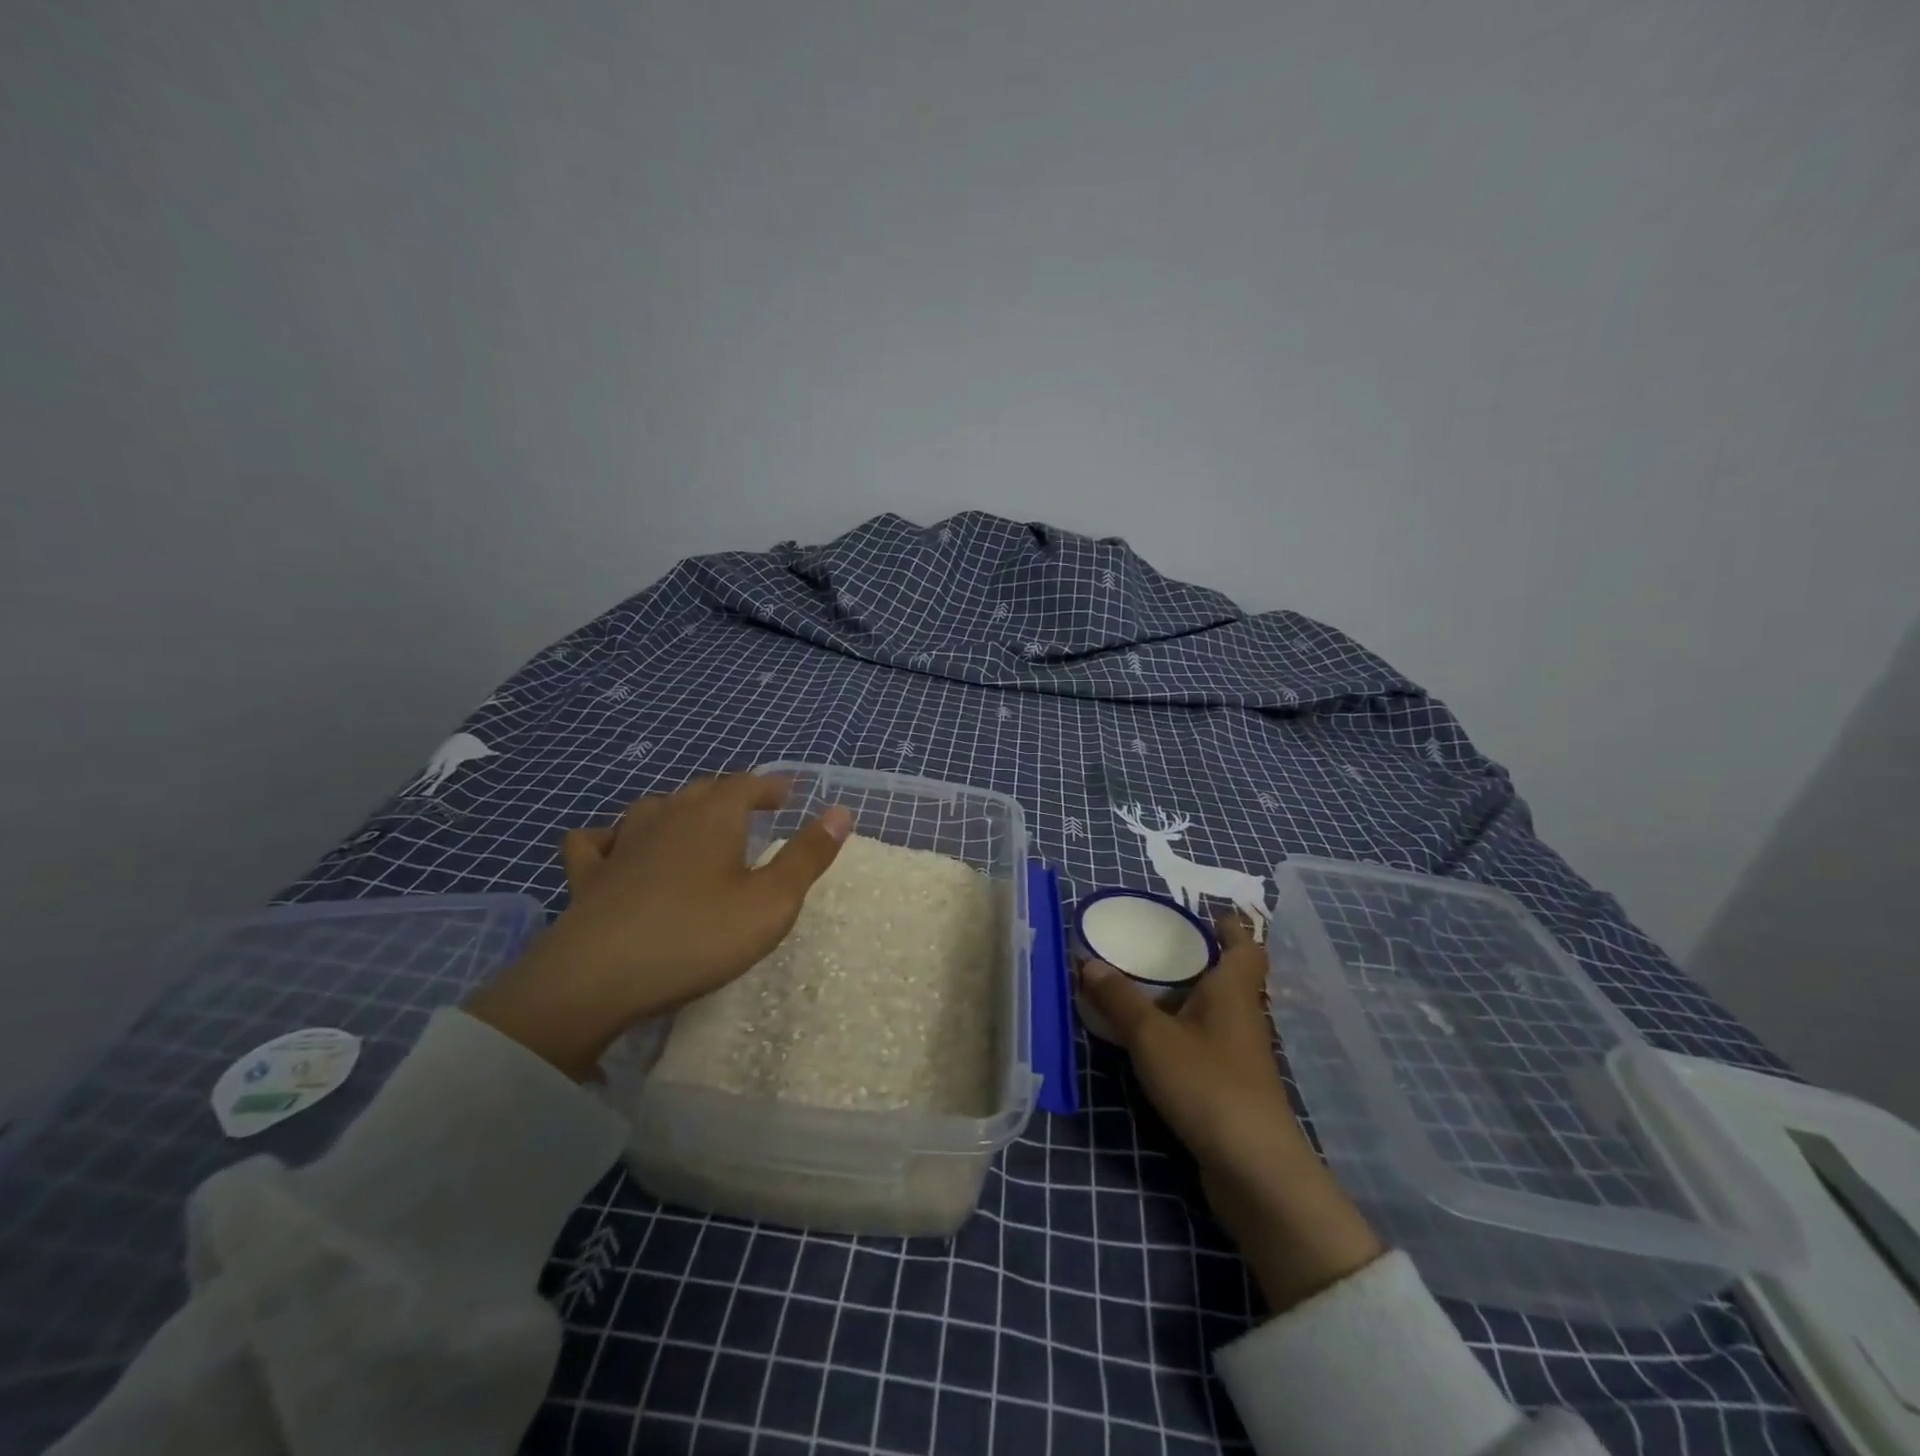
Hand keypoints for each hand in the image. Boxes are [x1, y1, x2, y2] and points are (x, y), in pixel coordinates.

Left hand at [466, 774, 852, 1079]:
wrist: (597, 979)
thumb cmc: (697, 937)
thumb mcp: (771, 902)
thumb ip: (807, 856)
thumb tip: (841, 811)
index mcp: (713, 817)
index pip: (747, 784)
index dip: (770, 785)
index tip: (788, 793)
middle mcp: (667, 817)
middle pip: (702, 790)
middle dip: (730, 794)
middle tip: (750, 807)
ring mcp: (621, 844)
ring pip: (652, 808)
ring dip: (678, 808)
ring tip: (692, 823)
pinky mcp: (588, 877)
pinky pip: (594, 842)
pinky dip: (610, 837)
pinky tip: (615, 848)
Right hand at [1077, 915, 1383, 1312]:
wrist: (1255, 1171)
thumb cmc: (1208, 1085)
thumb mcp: (1152, 1037)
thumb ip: (1119, 999)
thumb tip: (1087, 961)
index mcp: (1234, 991)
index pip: (1245, 945)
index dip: (1230, 925)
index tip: (1204, 912)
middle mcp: (1244, 1017)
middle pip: (1230, 976)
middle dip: (1198, 959)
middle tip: (1155, 945)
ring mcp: (1242, 1056)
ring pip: (1217, 1012)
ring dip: (1188, 998)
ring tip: (1144, 988)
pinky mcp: (1233, 1089)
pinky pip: (1207, 1044)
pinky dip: (1184, 1034)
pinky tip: (1154, 1043)